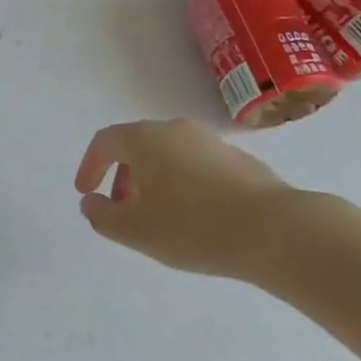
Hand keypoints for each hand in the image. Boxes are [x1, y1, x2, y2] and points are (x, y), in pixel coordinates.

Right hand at [74, 118, 294, 280]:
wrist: (274, 229)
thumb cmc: (194, 226)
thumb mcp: (137, 231)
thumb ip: (103, 216)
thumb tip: (91, 202)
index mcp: (144, 139)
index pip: (105, 142)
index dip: (90, 166)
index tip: (85, 192)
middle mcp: (173, 129)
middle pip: (136, 145)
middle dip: (121, 176)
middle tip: (121, 209)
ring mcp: (208, 140)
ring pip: (167, 154)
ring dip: (152, 180)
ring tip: (157, 216)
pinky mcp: (236, 158)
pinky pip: (194, 164)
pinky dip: (181, 183)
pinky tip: (195, 216)